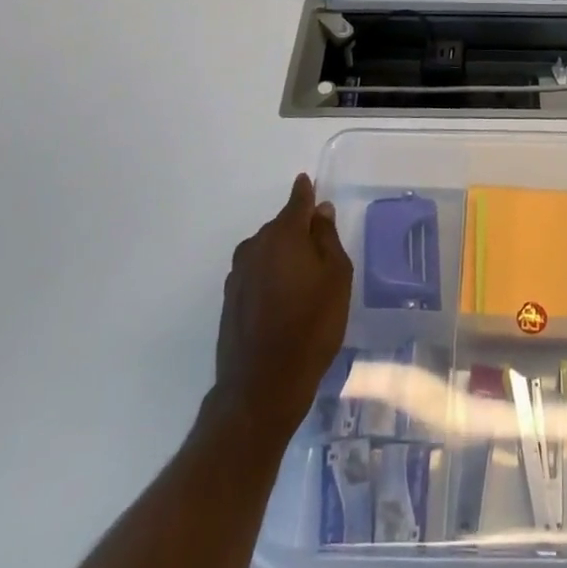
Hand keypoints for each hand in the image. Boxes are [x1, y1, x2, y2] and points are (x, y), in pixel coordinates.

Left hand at [210, 173, 352, 439]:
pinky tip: (283, 299)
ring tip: (304, 278)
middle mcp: (255, 246)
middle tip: (321, 248)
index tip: (308, 182)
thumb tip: (320, 211)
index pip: (297, 202)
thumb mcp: (336, 278)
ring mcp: (238, 274)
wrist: (262, 385)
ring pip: (267, 251)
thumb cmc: (311, 326)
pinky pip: (256, 273)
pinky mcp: (229, 300)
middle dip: (299, 230)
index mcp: (284, 235)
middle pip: (281, 227)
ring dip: (283, 255)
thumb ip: (328, 239)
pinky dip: (270, 276)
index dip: (305, 192)